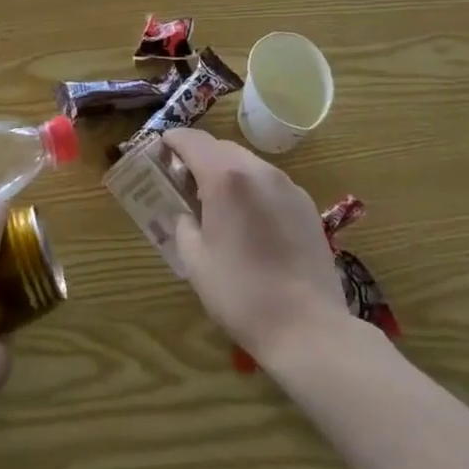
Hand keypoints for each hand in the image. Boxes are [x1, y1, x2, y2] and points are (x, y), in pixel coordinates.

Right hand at [161, 129, 346, 364]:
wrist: (308, 328)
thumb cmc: (241, 294)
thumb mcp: (195, 260)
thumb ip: (183, 224)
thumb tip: (186, 213)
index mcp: (225, 177)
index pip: (192, 140)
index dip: (173, 140)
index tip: (161, 150)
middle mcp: (258, 169)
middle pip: (221, 147)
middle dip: (200, 156)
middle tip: (185, 182)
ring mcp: (287, 184)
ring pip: (248, 162)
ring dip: (228, 171)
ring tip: (218, 202)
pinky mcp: (305, 203)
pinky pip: (270, 182)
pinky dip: (253, 188)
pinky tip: (251, 220)